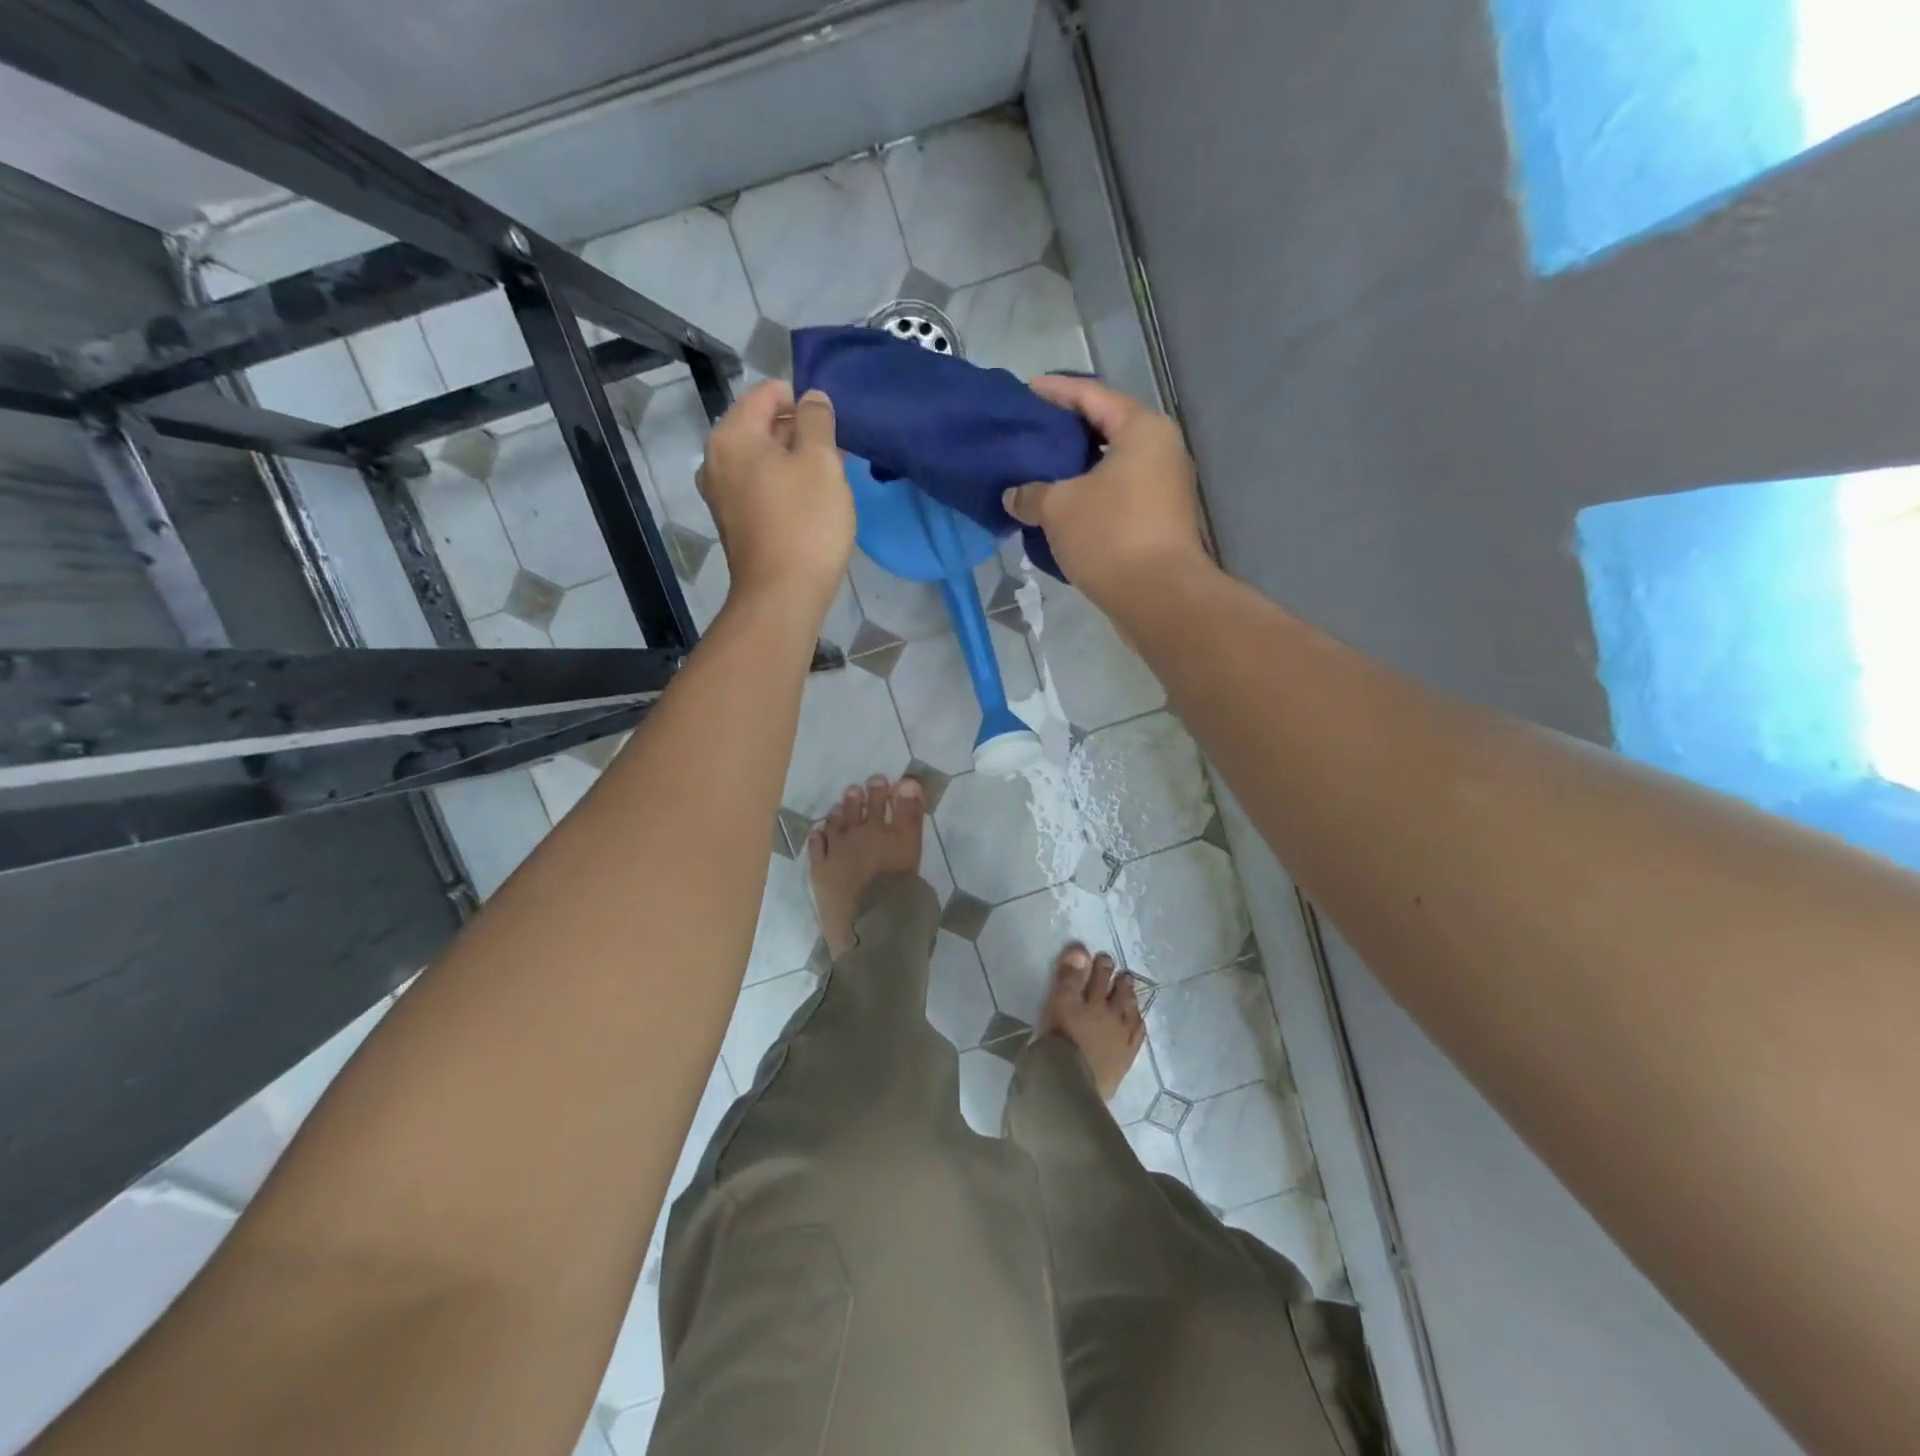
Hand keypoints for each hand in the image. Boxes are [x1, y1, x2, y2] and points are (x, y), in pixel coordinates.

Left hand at [699, 382, 853, 614]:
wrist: (782, 596)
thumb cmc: (805, 523)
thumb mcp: (821, 461)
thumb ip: (817, 420)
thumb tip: (812, 398)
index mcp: (731, 436)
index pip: (766, 393)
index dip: (802, 399)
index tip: (832, 421)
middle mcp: (716, 461)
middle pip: (762, 427)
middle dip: (799, 432)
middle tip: (837, 452)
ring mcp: (722, 496)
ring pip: (763, 461)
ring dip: (795, 462)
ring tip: (830, 479)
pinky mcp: (735, 524)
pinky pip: (760, 489)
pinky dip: (784, 487)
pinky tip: (812, 505)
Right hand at [1002, 376, 1210, 606]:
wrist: (1159, 598)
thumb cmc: (1110, 535)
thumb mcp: (1059, 508)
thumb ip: (1031, 493)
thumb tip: (1014, 495)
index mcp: (1141, 430)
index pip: (1092, 396)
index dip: (1056, 392)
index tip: (1026, 392)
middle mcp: (1160, 452)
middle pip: (1105, 431)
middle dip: (1065, 434)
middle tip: (1028, 436)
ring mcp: (1163, 490)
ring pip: (1110, 469)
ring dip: (1075, 473)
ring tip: (1037, 476)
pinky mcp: (1158, 523)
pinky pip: (1116, 498)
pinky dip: (1088, 499)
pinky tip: (1058, 511)